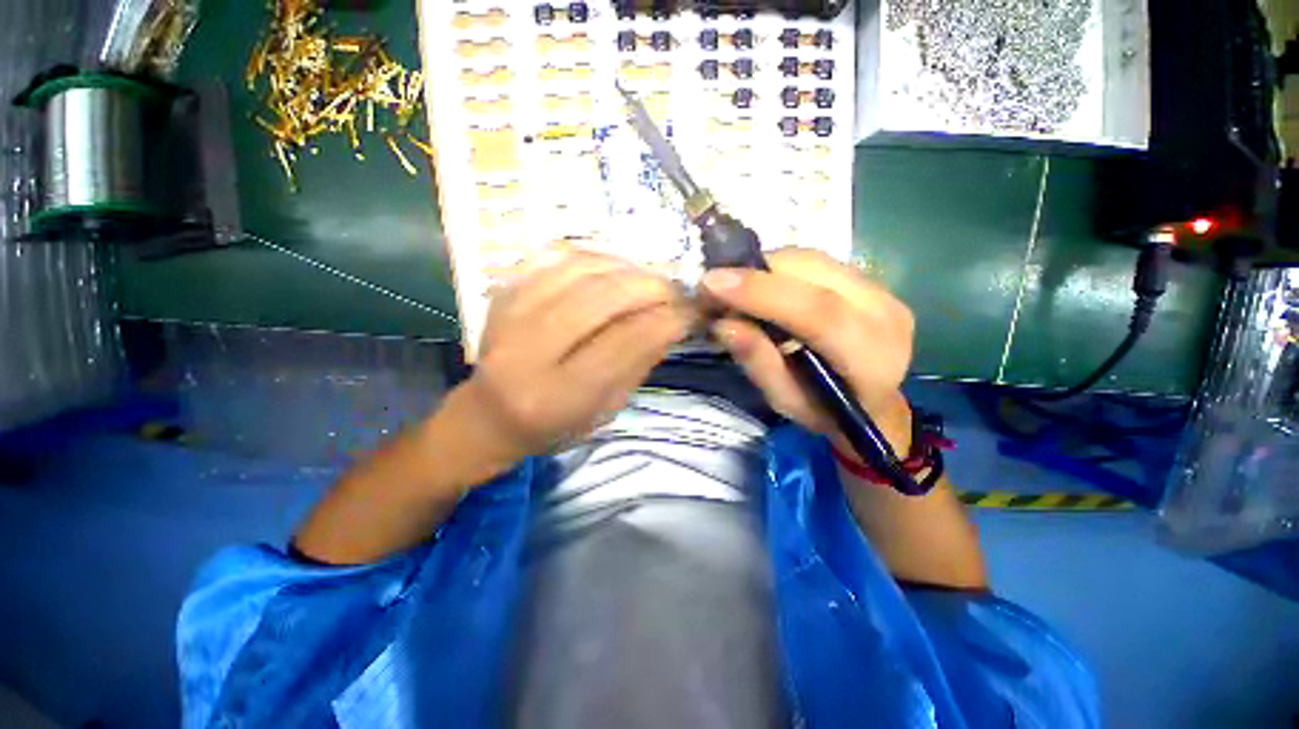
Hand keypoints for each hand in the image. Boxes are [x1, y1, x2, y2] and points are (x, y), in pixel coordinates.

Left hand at [460, 250, 695, 463]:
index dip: (666, 321)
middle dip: (650, 288)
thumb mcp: (606, 409)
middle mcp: (527, 353)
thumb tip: (673, 320)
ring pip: (580, 270)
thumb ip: (638, 363)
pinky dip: (594, 256)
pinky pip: (554, 256)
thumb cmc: (555, 424)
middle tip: (675, 291)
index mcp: (556, 397)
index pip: (624, 343)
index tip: (692, 313)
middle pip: (600, 299)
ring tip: (649, 280)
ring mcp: (507, 316)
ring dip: (627, 268)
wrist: (490, 415)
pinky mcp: (502, 293)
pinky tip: (615, 268)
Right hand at [701, 247, 914, 445]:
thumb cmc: (824, 412)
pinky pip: (817, 261)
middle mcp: (884, 314)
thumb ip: (758, 362)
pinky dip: (781, 268)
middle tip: (715, 286)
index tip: (712, 283)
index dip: (762, 293)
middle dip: (756, 273)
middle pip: (814, 273)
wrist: (873, 404)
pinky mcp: (871, 280)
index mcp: (870, 358)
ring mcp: (883, 291)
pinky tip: (763, 285)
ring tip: (736, 287)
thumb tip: (722, 323)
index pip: (818, 311)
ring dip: (766, 267)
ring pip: (814, 259)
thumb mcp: (784, 400)